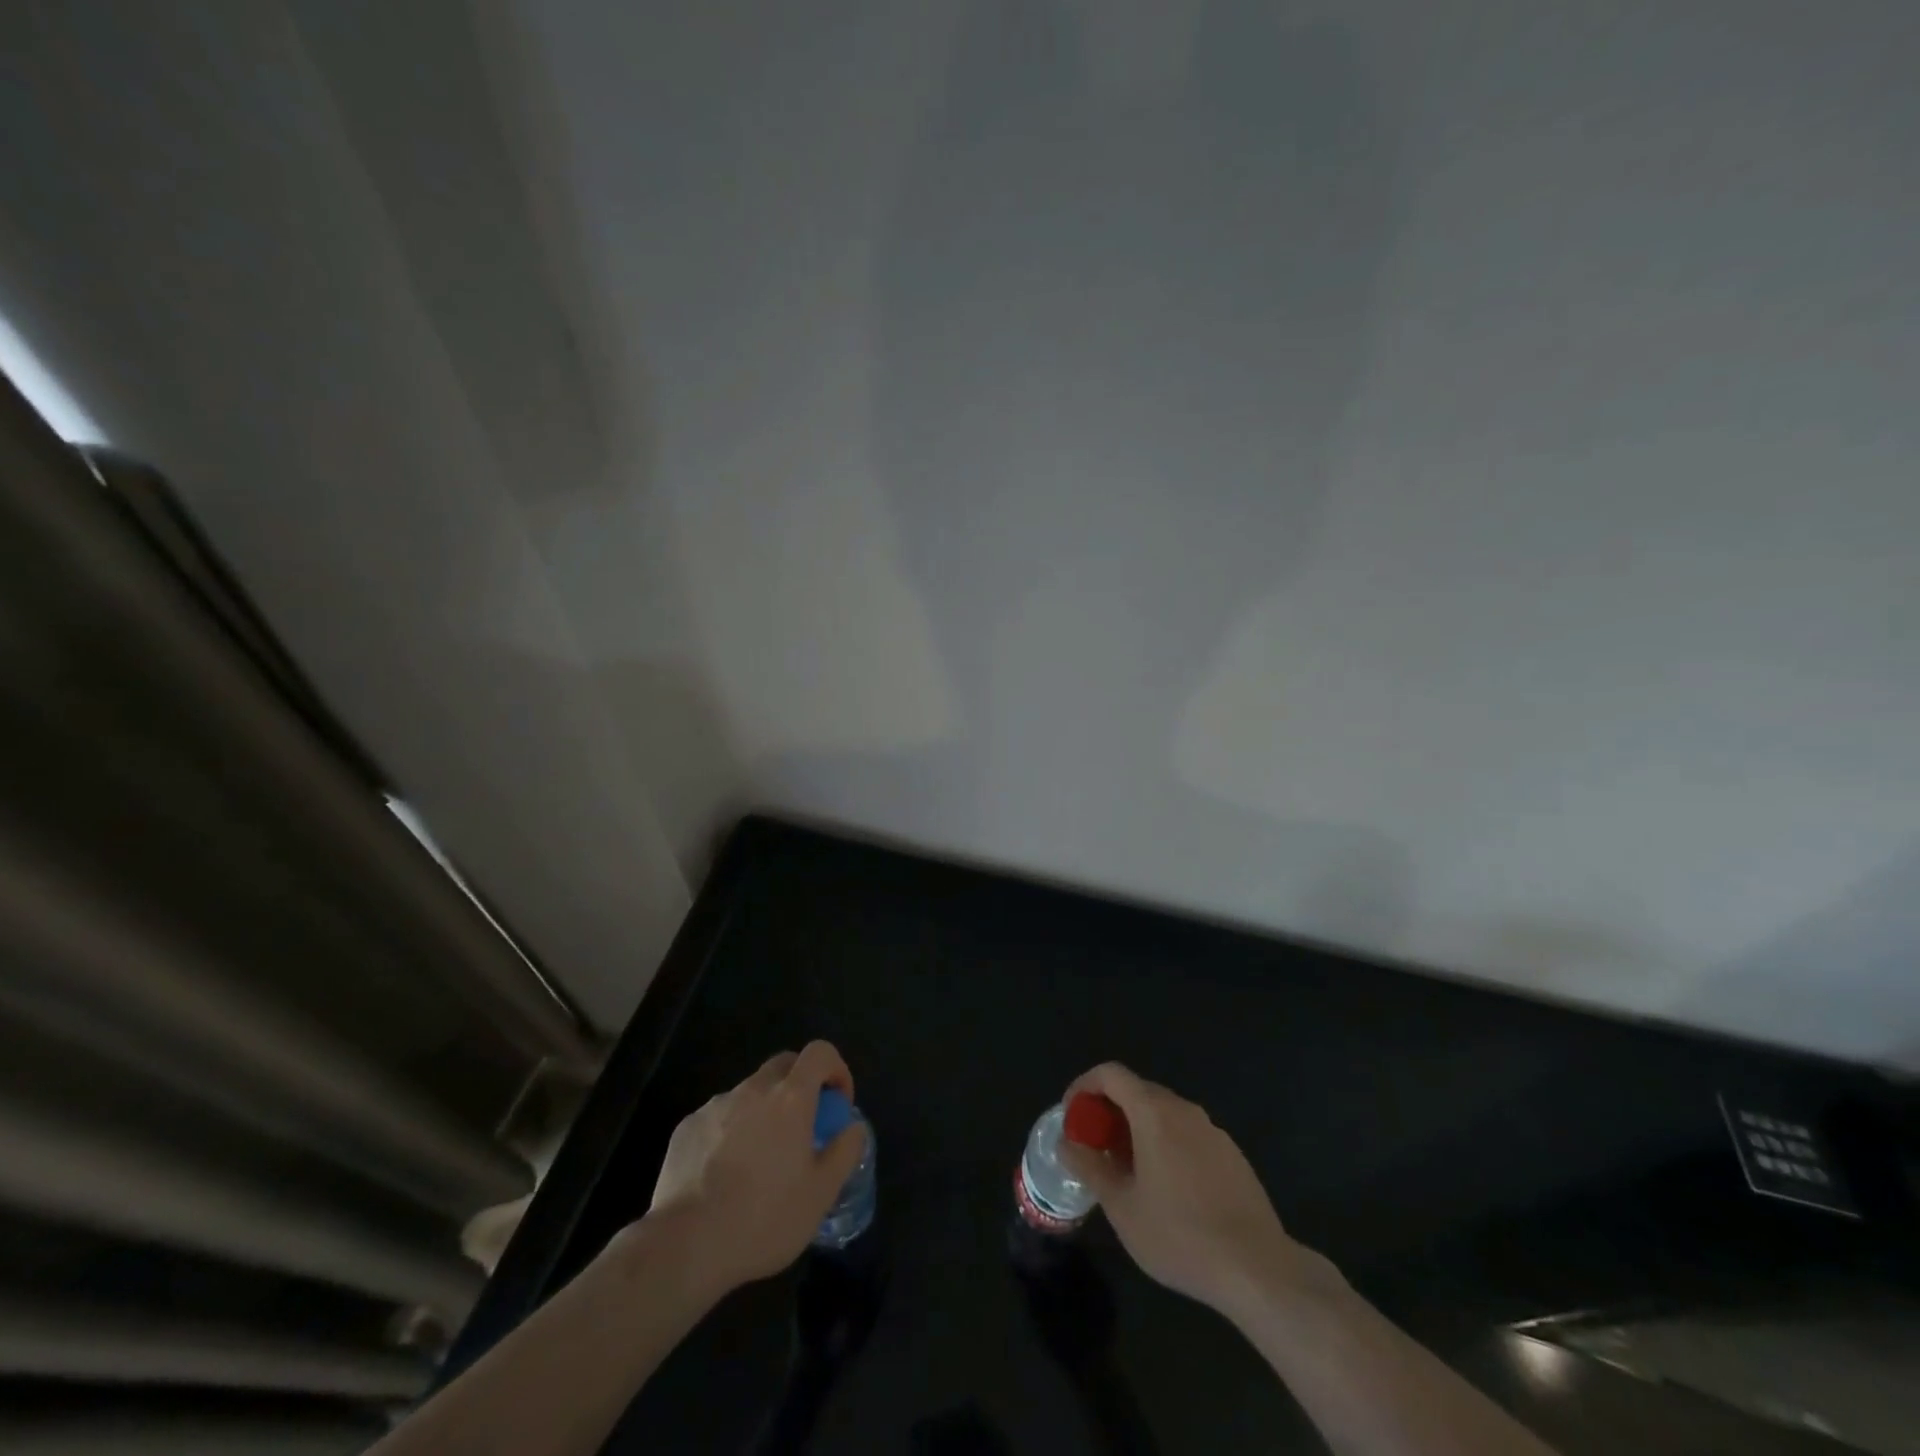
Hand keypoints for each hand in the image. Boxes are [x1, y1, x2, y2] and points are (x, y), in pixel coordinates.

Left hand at [644, 1042, 867, 1296]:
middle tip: (804, 1128)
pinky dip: (732, 1131)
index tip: (837, 1105)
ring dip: (765, 1110)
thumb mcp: (821, 1195)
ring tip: (761, 1160)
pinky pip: (720, 1116)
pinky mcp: (687, 1126)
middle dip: (801, 1084)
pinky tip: (724, 1174)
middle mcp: (753, 1089)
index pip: (820, 1052)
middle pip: (784, 1064)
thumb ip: (844, 1152)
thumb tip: (852, 1127)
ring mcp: (716, 1105)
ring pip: (750, 1092)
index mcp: (791, 1098)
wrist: (684, 1246)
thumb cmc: (763, 1219)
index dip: (835, 1069)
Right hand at [1059, 1063, 1330, 1320]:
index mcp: (1154, 1113)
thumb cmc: (1180, 1236)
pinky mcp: (1232, 1154)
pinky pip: (1188, 1135)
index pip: (1111, 1074)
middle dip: (1109, 1111)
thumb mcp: (1122, 1207)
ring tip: (1127, 1172)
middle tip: (1095, 1148)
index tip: (1073, 1117)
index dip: (1084, 1087)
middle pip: (1137, 1091)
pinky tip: (1167, 1190)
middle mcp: (1184, 1110)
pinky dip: (1166, 1145)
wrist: (1258, 1269)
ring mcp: (1212, 1130)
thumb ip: (1090, 1167)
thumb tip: (1067, 1143)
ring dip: (1138, 1130)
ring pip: (1164, 1114)